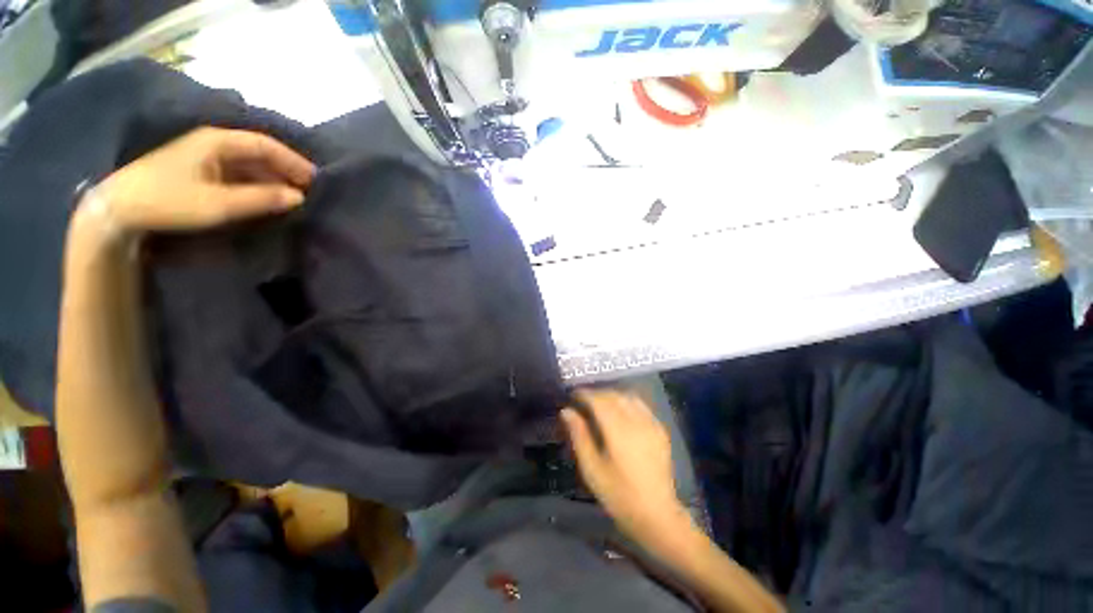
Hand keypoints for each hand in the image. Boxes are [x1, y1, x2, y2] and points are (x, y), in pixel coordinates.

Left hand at [85, 127, 314, 239]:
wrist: (119, 210)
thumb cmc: (169, 201)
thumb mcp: (219, 203)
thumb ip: (261, 199)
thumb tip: (299, 198)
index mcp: (218, 142)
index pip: (265, 144)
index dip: (293, 161)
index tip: (315, 180)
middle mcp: (213, 143)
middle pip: (258, 153)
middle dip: (285, 170)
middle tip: (307, 191)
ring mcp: (203, 157)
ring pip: (248, 164)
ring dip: (271, 179)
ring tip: (291, 197)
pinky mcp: (197, 172)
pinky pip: (236, 174)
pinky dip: (255, 184)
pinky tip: (264, 198)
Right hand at [561, 389, 689, 539]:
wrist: (657, 515)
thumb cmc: (618, 495)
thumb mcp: (592, 469)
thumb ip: (579, 436)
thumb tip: (566, 411)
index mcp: (618, 431)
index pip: (599, 400)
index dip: (584, 394)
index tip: (573, 395)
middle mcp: (636, 421)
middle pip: (613, 395)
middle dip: (597, 394)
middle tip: (583, 401)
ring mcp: (651, 424)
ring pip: (628, 397)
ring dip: (612, 396)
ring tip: (600, 404)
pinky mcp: (660, 430)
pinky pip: (641, 405)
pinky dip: (627, 402)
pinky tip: (620, 412)